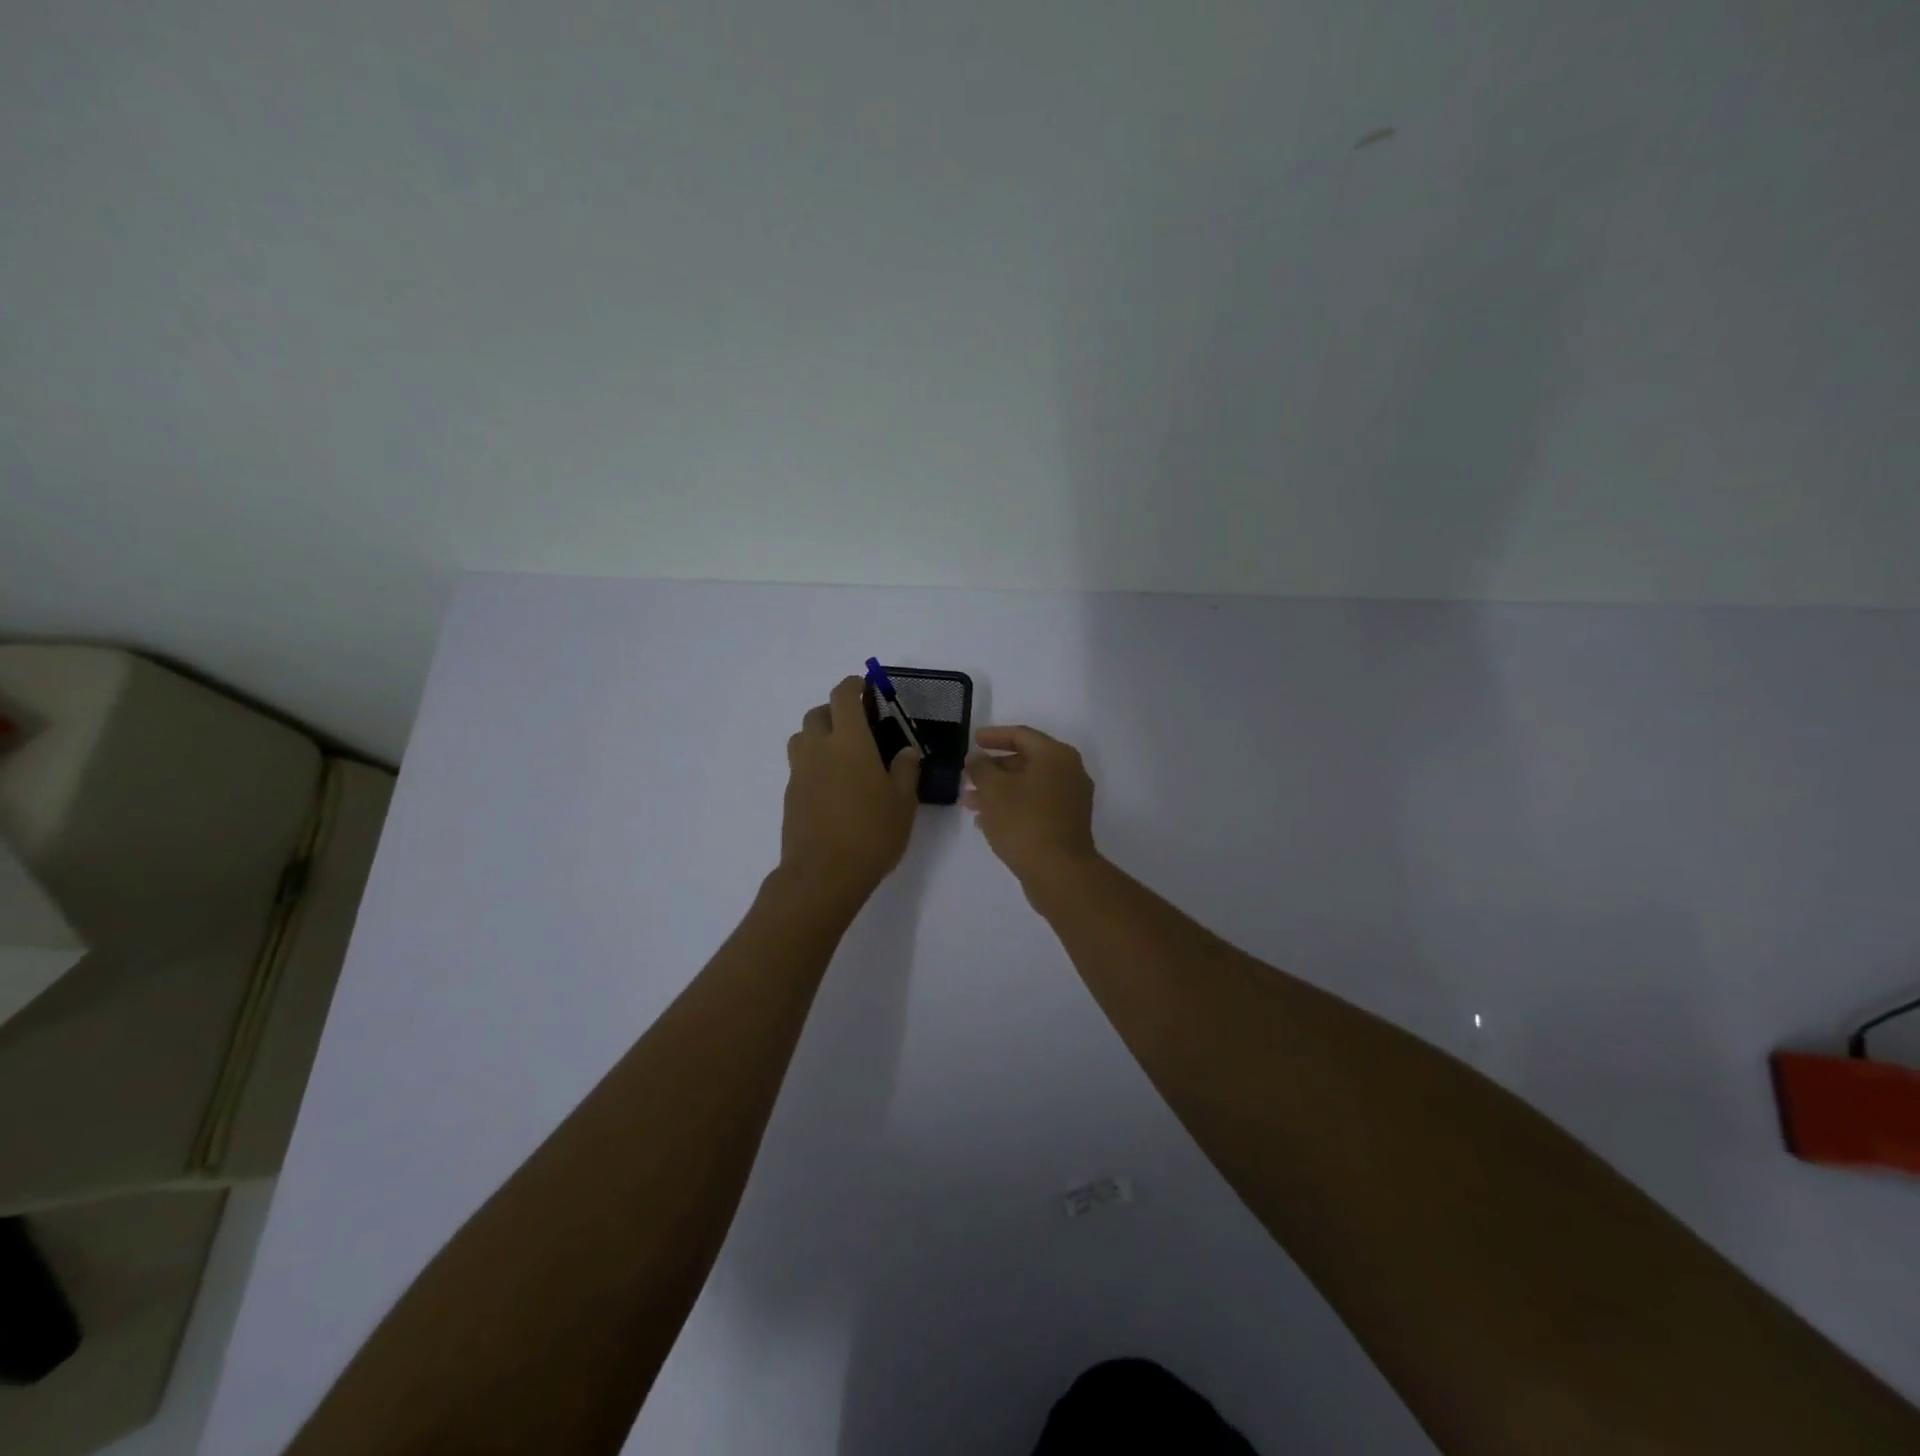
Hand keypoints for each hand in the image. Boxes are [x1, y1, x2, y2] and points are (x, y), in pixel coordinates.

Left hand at [781, 677, 920, 901]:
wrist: (823, 874)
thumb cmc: (871, 833)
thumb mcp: (903, 802)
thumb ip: (905, 770)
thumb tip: (905, 751)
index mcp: (849, 741)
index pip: (843, 697)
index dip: (853, 685)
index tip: (866, 687)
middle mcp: (819, 749)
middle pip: (817, 713)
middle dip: (836, 711)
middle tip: (858, 724)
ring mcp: (800, 772)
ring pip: (802, 738)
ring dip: (819, 735)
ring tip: (842, 753)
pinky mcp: (790, 795)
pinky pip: (800, 765)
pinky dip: (814, 762)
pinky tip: (833, 785)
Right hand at [963, 726, 1098, 887]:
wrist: (1059, 872)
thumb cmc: (1024, 821)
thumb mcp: (993, 790)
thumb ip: (981, 768)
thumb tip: (976, 758)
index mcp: (1056, 755)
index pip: (1021, 735)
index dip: (994, 736)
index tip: (973, 740)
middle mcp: (1069, 772)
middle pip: (1026, 761)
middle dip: (994, 768)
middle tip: (969, 774)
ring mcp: (1071, 799)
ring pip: (1029, 786)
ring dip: (999, 790)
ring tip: (969, 801)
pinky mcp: (1068, 823)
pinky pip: (1036, 805)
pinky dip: (1013, 806)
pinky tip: (986, 820)